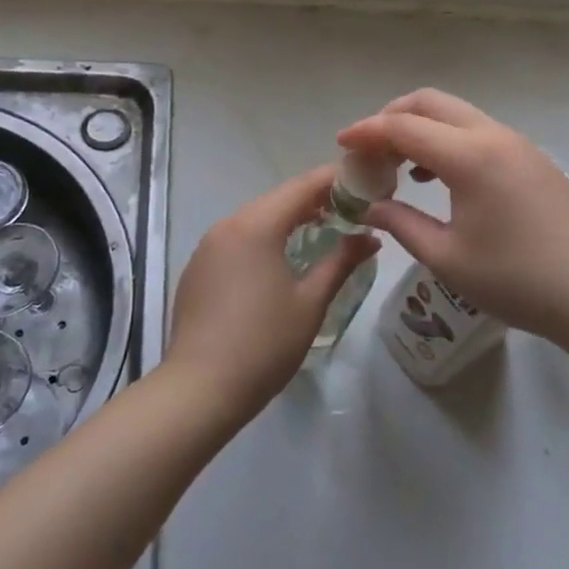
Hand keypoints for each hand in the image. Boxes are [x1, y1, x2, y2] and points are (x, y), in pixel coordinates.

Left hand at [161, 165, 378, 422]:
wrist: (200, 389)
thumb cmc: (264, 344)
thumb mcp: (310, 302)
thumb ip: (341, 262)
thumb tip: (370, 238)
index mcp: (256, 225)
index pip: (302, 186)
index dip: (334, 179)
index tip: (363, 182)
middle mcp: (228, 225)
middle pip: (277, 199)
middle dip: (314, 199)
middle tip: (350, 209)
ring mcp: (207, 246)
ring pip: (255, 218)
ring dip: (288, 219)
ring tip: (322, 230)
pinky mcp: (198, 267)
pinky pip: (237, 238)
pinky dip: (264, 237)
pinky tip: (281, 259)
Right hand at [337, 90, 568, 352]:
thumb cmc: (518, 280)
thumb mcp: (448, 258)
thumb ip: (401, 224)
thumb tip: (370, 206)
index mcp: (469, 156)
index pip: (403, 127)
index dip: (366, 132)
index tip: (340, 145)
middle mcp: (493, 136)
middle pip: (431, 103)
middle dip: (392, 117)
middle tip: (369, 150)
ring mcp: (517, 144)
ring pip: (457, 115)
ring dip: (422, 128)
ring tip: (399, 166)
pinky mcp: (532, 159)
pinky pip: (478, 132)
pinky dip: (448, 141)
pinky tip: (438, 178)